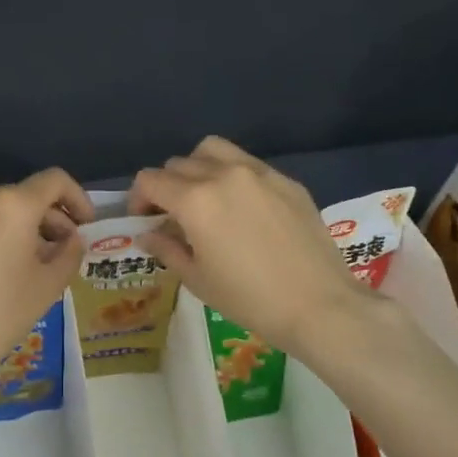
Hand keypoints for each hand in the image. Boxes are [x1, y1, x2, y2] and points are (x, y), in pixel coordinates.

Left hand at [0, 169, 94, 399]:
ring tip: (19, 264)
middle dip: (45, 220)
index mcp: (13, 204)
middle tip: (57, 251)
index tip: (85, 224)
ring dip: (12, 229)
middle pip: (21, 196)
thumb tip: (71, 239)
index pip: (55, 181)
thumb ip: (69, 253)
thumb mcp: (48, 287)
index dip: (77, 198)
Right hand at [129, 137, 370, 358]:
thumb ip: (167, 249)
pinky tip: (243, 209)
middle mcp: (223, 175)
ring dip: (197, 168)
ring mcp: (259, 173)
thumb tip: (149, 234)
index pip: (150, 180)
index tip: (144, 221)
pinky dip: (232, 176)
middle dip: (166, 187)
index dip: (138, 199)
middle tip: (173, 217)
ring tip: (204, 199)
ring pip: (213, 151)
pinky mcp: (287, 181)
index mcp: (195, 200)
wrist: (319, 306)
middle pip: (178, 164)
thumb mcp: (197, 279)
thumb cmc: (249, 299)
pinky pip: (248, 165)